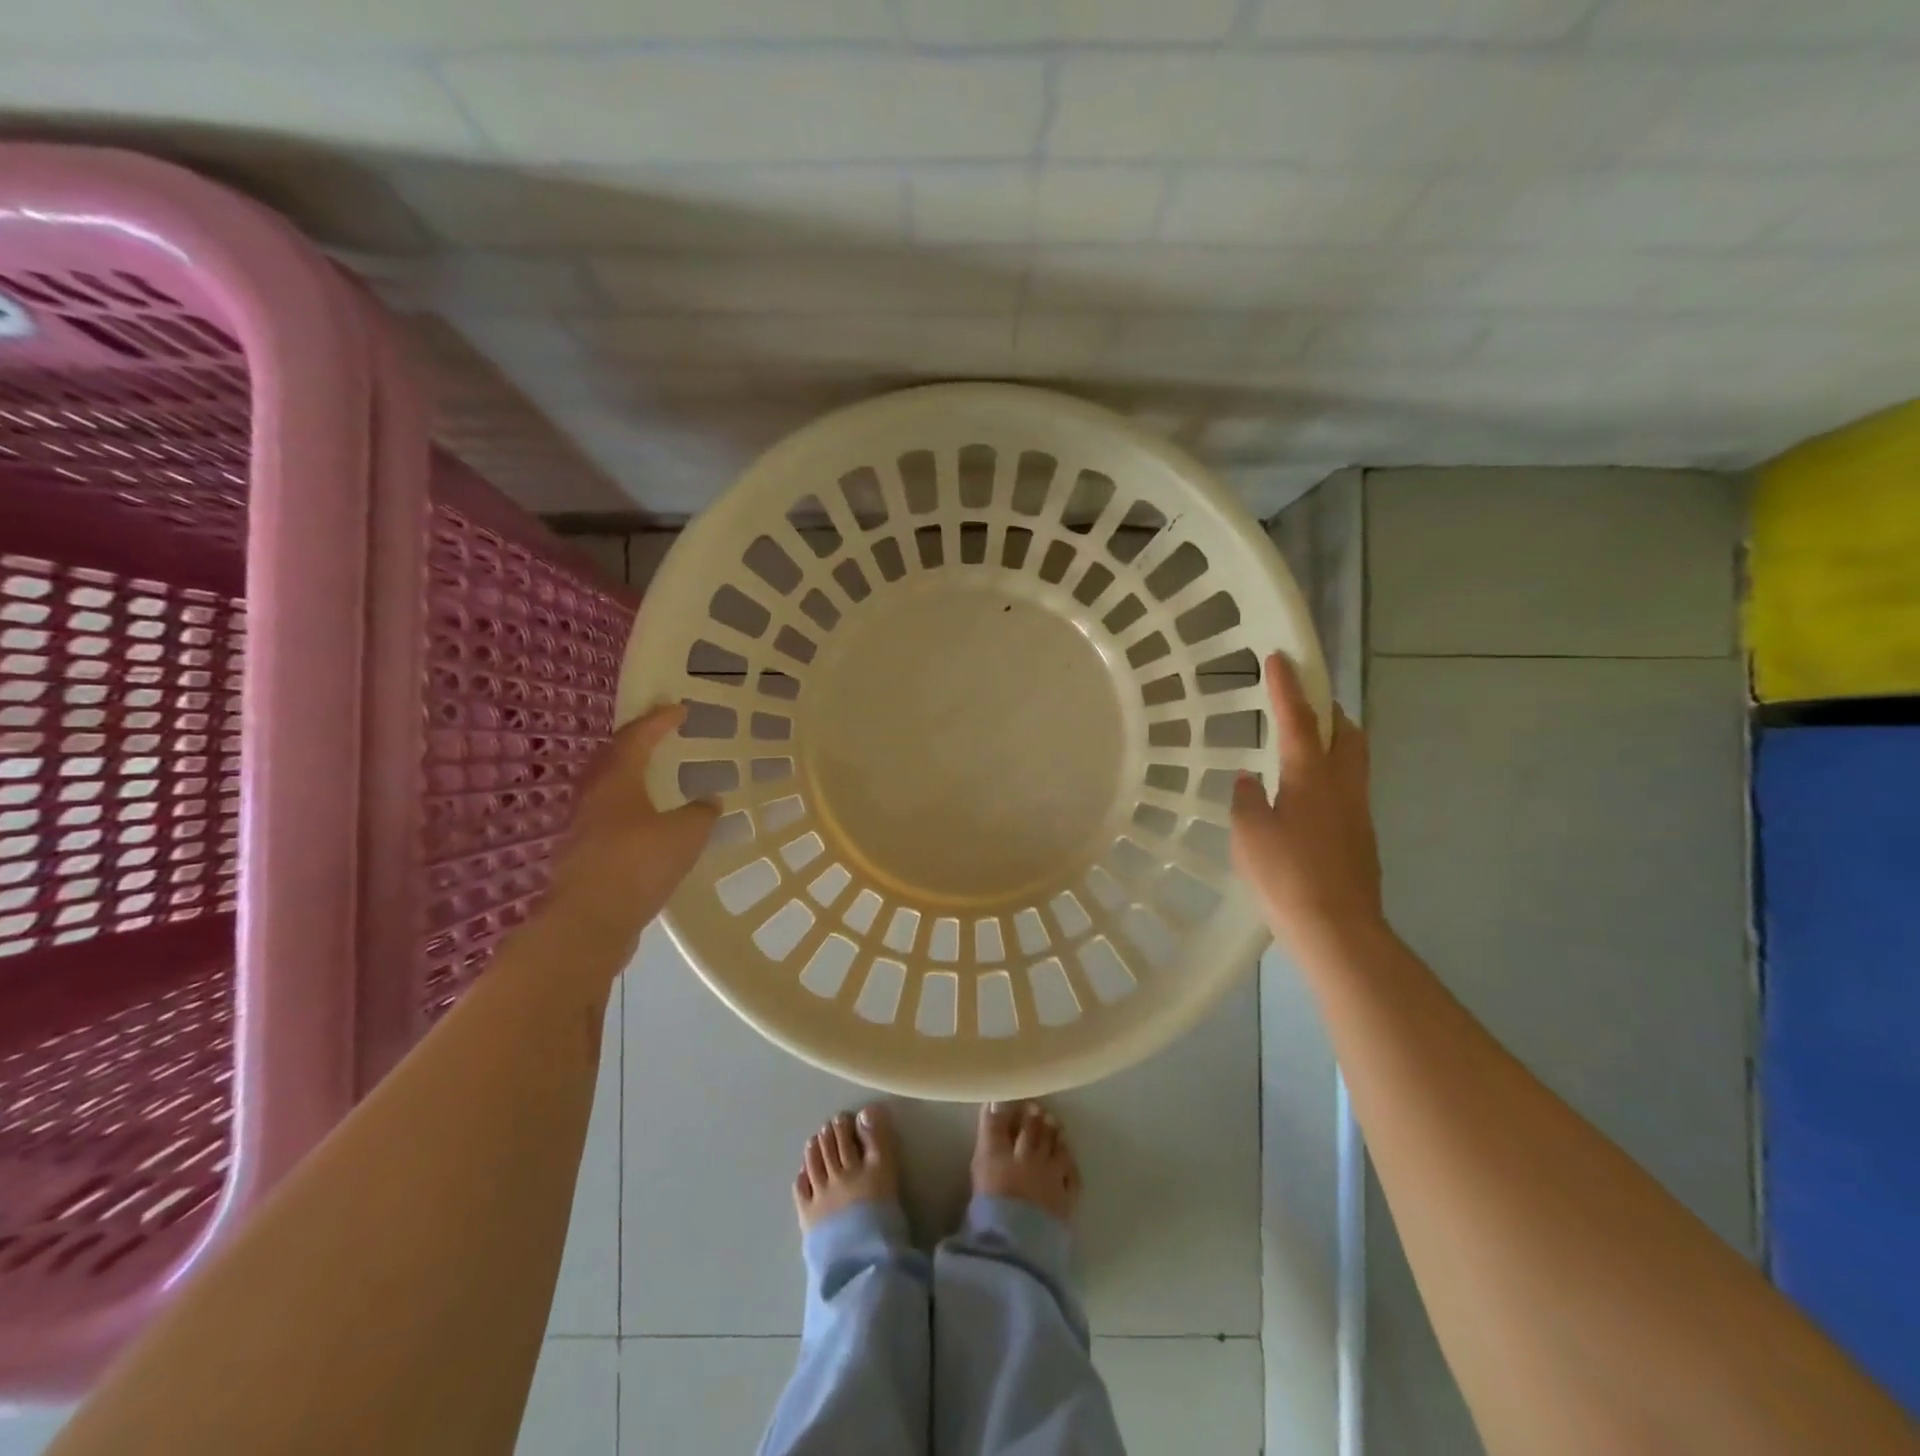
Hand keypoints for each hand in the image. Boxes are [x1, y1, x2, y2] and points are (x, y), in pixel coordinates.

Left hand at [545, 703, 718, 951]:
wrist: (589, 923)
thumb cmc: (638, 864)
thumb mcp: (686, 833)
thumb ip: (701, 813)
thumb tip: (709, 801)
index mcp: (616, 781)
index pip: (637, 738)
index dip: (659, 721)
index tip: (679, 708)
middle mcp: (593, 797)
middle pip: (610, 758)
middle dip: (634, 743)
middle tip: (656, 736)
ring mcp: (582, 828)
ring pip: (605, 789)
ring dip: (627, 777)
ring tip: (650, 778)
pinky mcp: (582, 856)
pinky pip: (606, 818)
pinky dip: (626, 810)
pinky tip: (644, 825)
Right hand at [1230, 653, 1384, 958]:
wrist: (1338, 929)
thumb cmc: (1286, 875)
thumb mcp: (1249, 834)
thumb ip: (1248, 800)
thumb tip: (1251, 780)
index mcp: (1311, 777)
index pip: (1299, 720)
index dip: (1288, 687)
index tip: (1280, 657)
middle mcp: (1343, 785)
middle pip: (1347, 733)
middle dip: (1329, 711)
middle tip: (1306, 705)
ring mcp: (1358, 812)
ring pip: (1353, 761)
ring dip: (1334, 743)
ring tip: (1303, 749)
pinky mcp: (1362, 838)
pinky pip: (1348, 791)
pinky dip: (1330, 778)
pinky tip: (1304, 801)